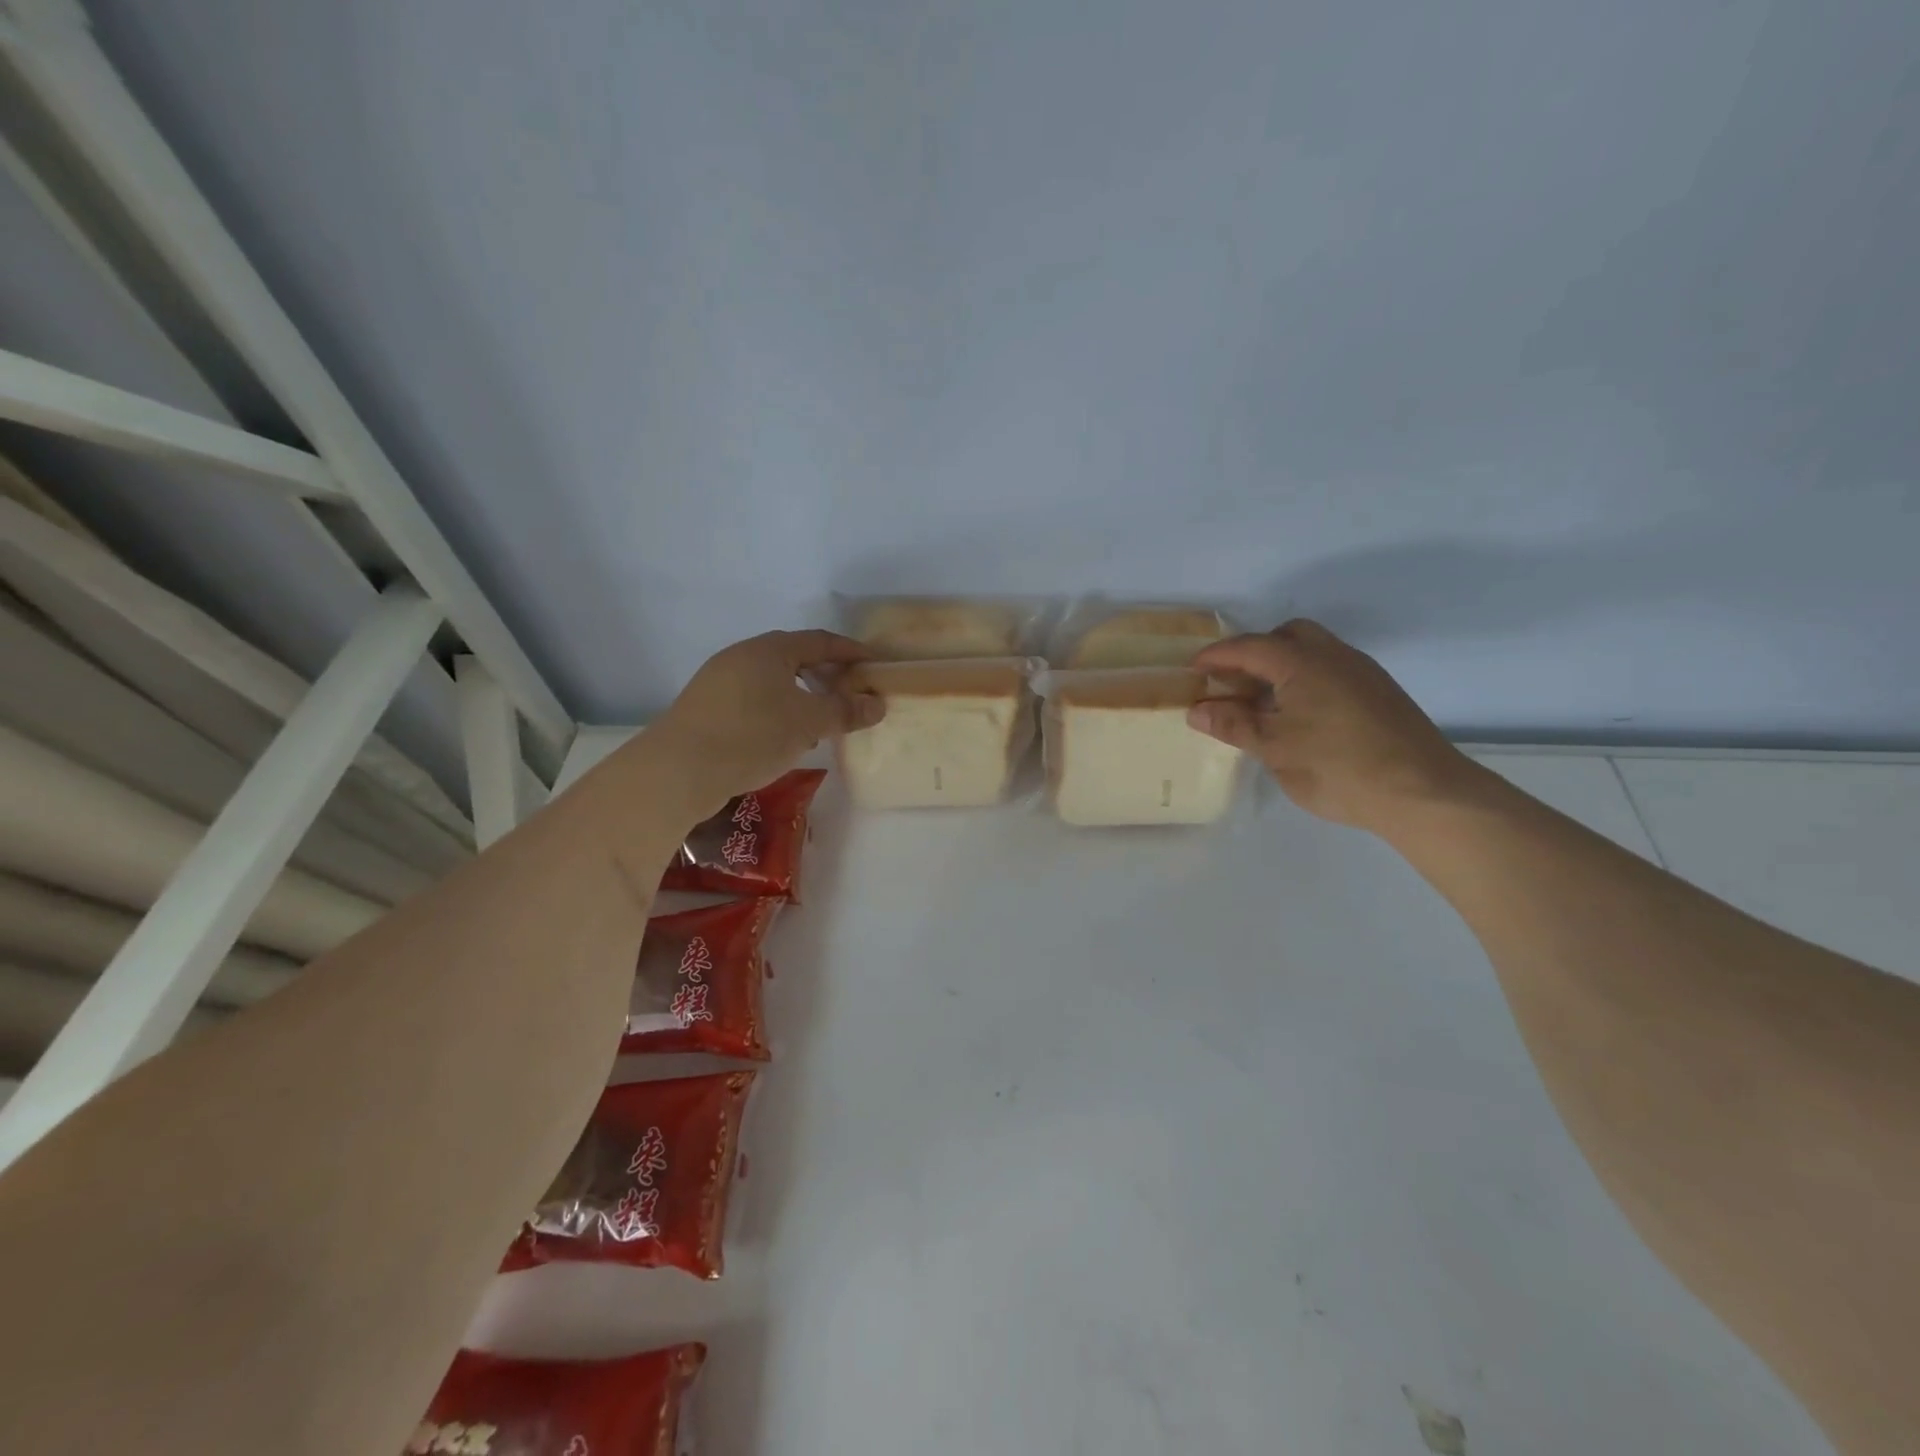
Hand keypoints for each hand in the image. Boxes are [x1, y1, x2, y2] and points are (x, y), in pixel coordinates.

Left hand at [649, 630, 882, 817]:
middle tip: (850, 695)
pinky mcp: (706, 709)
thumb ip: (844, 711)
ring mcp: (719, 683)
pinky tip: (785, 738)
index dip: (850, 651)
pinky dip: (779, 712)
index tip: (874, 665)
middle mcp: (742, 657)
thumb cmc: (752, 734)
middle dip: (826, 675)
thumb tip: (877, 703)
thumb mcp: (808, 722)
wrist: (678, 770)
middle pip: (794, 658)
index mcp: (769, 650)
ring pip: (773, 682)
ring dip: (802, 697)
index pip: (819, 641)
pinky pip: (755, 701)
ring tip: (822, 721)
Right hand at [1186, 620, 1488, 836]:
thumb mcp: (1275, 749)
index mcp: (1303, 663)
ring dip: (1282, 666)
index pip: (1249, 647)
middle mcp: (1334, 656)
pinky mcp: (1379, 693)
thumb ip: (1234, 724)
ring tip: (1262, 702)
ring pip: (1314, 651)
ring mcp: (1362, 673)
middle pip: (1287, 636)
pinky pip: (1331, 670)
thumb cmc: (1338, 767)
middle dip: (1255, 652)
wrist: (1424, 792)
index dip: (1217, 656)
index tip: (1192, 669)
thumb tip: (1197, 710)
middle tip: (1233, 682)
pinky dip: (1305, 680)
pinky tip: (1300, 716)